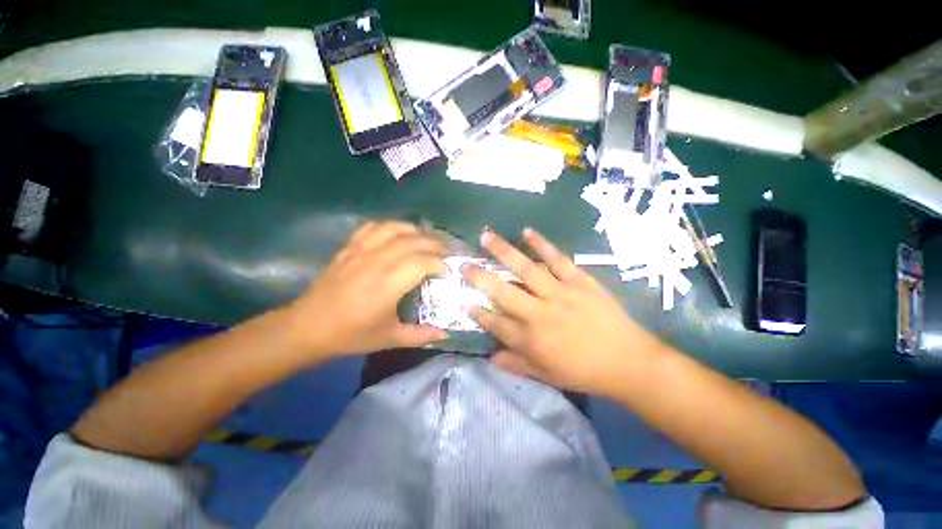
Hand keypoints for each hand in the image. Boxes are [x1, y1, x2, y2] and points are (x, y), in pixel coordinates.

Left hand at [288, 221, 448, 359]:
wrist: (308, 327)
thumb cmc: (351, 334)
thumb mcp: (390, 339)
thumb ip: (421, 335)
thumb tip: (446, 333)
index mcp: (388, 284)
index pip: (423, 261)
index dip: (440, 263)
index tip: (448, 271)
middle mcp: (377, 261)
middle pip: (414, 241)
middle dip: (435, 245)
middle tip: (445, 255)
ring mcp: (361, 251)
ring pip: (396, 228)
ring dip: (416, 231)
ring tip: (427, 241)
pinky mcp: (350, 247)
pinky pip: (374, 227)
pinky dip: (391, 226)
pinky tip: (398, 234)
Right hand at [462, 228, 667, 395]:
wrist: (629, 363)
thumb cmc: (584, 372)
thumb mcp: (547, 376)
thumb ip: (516, 365)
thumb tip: (490, 356)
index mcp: (531, 340)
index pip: (495, 323)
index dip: (478, 312)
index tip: (463, 299)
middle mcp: (539, 314)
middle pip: (503, 292)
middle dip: (479, 277)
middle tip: (463, 264)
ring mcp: (560, 294)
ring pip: (526, 270)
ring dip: (504, 252)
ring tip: (486, 236)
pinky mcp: (580, 281)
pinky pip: (557, 260)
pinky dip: (542, 245)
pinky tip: (527, 232)